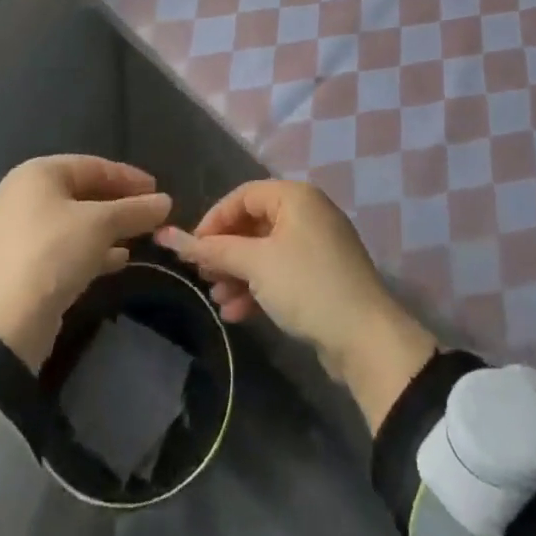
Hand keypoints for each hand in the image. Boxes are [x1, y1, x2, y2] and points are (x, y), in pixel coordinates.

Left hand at [0, 156, 171, 371]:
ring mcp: (21, 232)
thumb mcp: (100, 225)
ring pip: (76, 222)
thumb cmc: (53, 253)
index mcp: (37, 173)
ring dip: (110, 229)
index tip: (158, 190)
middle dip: (120, 205)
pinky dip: (93, 250)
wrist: (7, 323)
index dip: (128, 177)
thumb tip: (165, 202)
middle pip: (83, 192)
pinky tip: (120, 260)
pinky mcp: (24, 265)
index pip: (92, 165)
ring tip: (142, 237)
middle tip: (152, 214)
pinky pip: (66, 247)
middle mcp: (24, 196)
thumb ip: (135, 210)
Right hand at [157, 180, 436, 431]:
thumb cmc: (307, 286)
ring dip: (238, 274)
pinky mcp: (321, 277)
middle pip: (253, 224)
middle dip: (225, 252)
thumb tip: (169, 236)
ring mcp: (316, 246)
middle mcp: (307, 213)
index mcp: (295, 197)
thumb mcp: (256, 264)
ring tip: (218, 299)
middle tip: (202, 276)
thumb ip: (213, 249)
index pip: (242, 196)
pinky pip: (280, 272)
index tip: (191, 248)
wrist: (367, 339)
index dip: (213, 220)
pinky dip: (257, 288)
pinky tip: (237, 312)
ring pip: (265, 252)